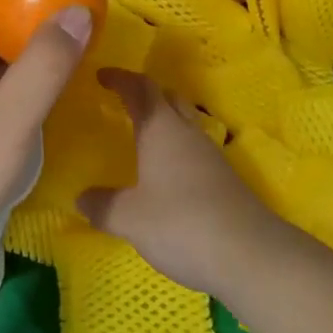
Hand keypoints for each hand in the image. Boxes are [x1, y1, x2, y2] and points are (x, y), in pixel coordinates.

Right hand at [78, 70, 291, 297]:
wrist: (252, 256)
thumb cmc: (182, 224)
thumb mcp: (130, 219)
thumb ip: (103, 205)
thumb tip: (81, 197)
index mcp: (160, 128)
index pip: (139, 88)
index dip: (120, 78)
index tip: (101, 76)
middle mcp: (186, 132)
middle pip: (166, 97)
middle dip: (144, 93)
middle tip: (122, 100)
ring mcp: (210, 154)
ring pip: (183, 121)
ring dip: (163, 119)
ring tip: (141, 134)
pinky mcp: (225, 179)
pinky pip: (193, 148)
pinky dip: (175, 147)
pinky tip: (166, 171)